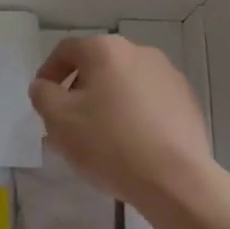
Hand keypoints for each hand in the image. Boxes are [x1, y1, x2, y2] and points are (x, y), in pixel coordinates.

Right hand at [29, 35, 221, 210]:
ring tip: (99, 137)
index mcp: (106, 50)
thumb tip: (45, 86)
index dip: (48, 73)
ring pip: (124, 84)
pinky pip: (148, 101)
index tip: (43, 100)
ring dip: (106, 102)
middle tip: (68, 122)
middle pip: (97, 66)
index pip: (66, 51)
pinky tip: (130, 143)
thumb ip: (43, 94)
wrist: (175, 178)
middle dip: (78, 90)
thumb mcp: (58, 119)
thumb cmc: (109, 142)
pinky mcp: (187, 100)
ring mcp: (168, 75)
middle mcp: (140, 52)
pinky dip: (133, 114)